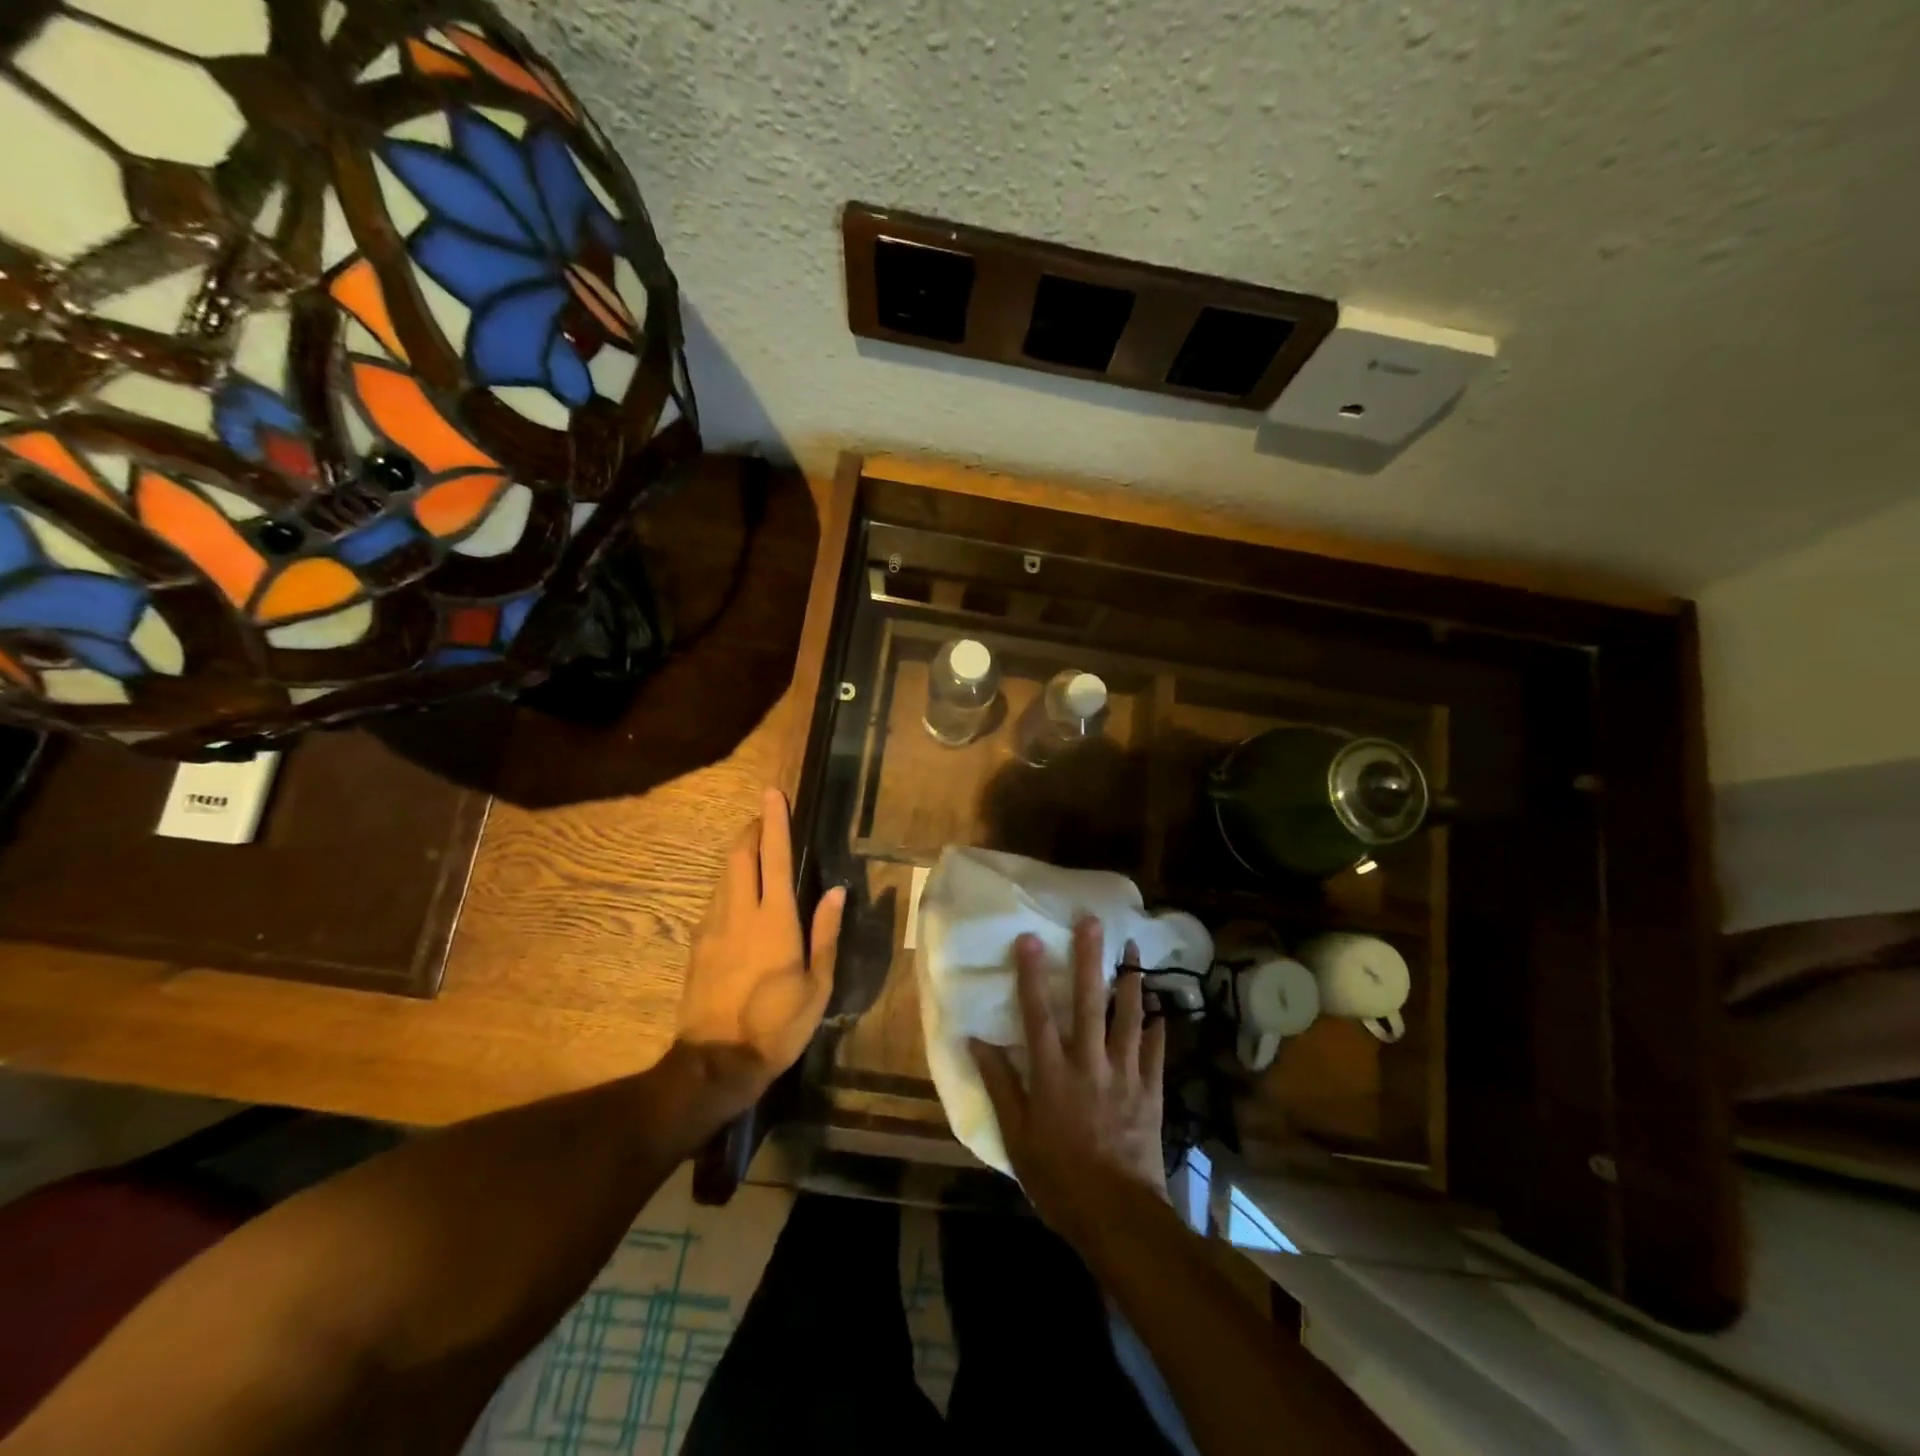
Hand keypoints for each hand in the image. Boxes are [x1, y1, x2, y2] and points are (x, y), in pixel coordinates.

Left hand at [676, 789, 844, 1115]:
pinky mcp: (697, 945)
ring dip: (738, 855)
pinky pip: (714, 900)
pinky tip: (738, 895)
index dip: (775, 822)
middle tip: (763, 818)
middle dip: (750, 830)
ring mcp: (712, 927)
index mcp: (775, 920)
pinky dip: (728, 884)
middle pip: (739, 856)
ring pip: (723, 875)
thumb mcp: (818, 985)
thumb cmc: (778, 1025)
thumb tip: (835, 891)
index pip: (775, 858)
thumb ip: (826, 934)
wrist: (715, 1062)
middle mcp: (740, 913)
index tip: (772, 794)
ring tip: (754, 850)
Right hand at [970, 917, 1167, 1241]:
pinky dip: (1160, 1029)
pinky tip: (1163, 1009)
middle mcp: (1090, 1064)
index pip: (1038, 1015)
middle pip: (1089, 1003)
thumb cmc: (1059, 1179)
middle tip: (1093, 923)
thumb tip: (977, 1042)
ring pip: (1129, 1019)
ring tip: (1135, 949)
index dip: (1031, 976)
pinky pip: (1156, 1053)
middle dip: (1089, 960)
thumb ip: (1000, 1085)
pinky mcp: (1150, 1093)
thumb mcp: (1017, 1136)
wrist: (1118, 1216)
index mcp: (1053, 1074)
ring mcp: (1125, 1076)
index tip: (1029, 938)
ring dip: (1131, 982)